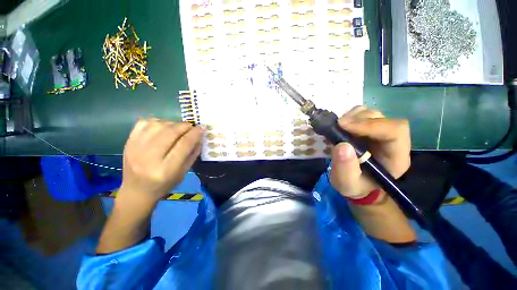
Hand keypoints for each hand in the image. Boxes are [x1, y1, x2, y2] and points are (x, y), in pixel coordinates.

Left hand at [119, 119, 202, 204]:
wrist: (136, 191)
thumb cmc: (164, 184)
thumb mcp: (183, 172)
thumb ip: (193, 154)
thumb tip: (199, 136)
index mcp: (166, 169)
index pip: (183, 144)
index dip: (195, 134)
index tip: (201, 128)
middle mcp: (148, 158)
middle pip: (170, 132)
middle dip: (184, 126)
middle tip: (191, 127)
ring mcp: (135, 148)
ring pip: (157, 125)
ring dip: (172, 123)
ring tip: (177, 128)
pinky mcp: (128, 142)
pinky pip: (143, 123)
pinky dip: (157, 121)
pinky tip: (162, 127)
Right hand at [330, 106, 410, 199]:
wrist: (357, 184)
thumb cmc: (355, 186)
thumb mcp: (346, 183)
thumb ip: (345, 168)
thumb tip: (342, 145)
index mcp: (395, 157)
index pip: (395, 131)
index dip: (370, 125)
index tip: (344, 126)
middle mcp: (392, 141)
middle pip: (383, 119)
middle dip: (359, 119)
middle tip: (338, 125)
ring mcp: (380, 133)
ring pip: (372, 114)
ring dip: (353, 116)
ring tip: (338, 126)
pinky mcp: (368, 130)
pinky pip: (362, 115)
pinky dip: (350, 116)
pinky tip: (340, 126)